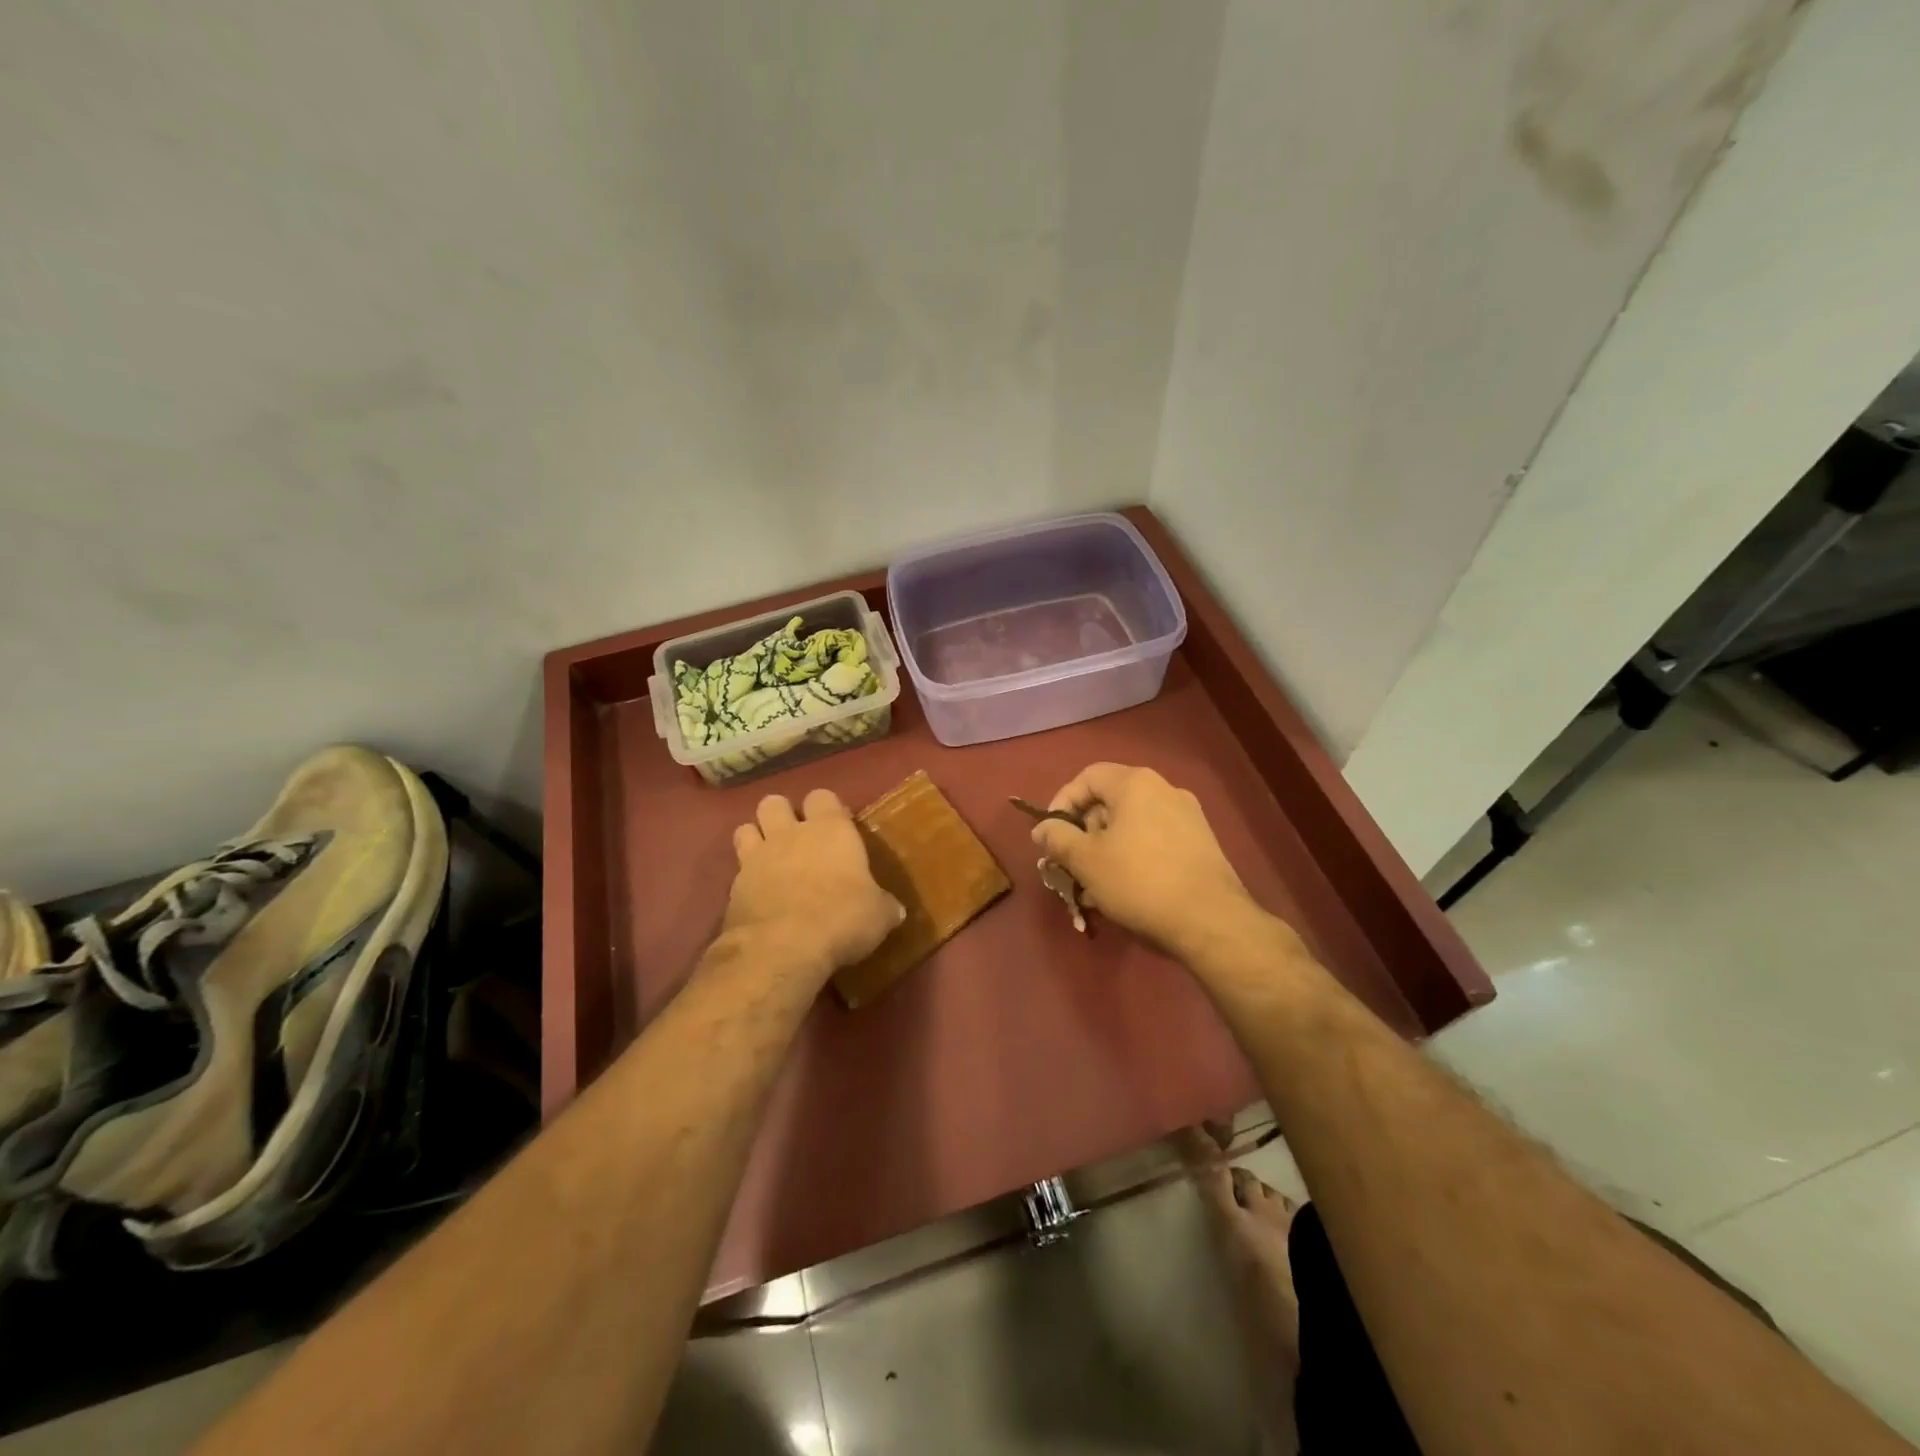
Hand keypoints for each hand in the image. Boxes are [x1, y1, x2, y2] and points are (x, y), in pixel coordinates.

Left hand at [722, 789, 904, 981]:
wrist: (782, 947)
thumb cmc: (841, 918)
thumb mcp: (878, 915)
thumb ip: (883, 906)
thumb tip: (894, 910)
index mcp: (831, 830)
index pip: (823, 797)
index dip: (827, 810)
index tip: (836, 829)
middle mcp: (790, 834)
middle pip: (774, 803)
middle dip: (781, 815)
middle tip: (796, 840)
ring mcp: (757, 857)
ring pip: (746, 828)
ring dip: (756, 839)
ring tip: (770, 860)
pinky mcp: (733, 886)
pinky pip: (737, 870)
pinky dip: (745, 879)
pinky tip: (758, 897)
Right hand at [1030, 763, 1256, 957]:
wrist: (1210, 921)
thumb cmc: (1139, 881)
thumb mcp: (1086, 860)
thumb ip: (1058, 837)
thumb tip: (1043, 828)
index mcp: (1136, 784)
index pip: (1087, 777)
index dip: (1062, 803)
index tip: (1050, 835)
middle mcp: (1165, 790)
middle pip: (1110, 802)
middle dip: (1083, 834)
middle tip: (1070, 866)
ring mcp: (1188, 817)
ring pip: (1131, 826)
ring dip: (1105, 851)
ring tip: (1092, 889)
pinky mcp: (1200, 844)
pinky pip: (1153, 841)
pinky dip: (1132, 859)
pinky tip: (1123, 892)